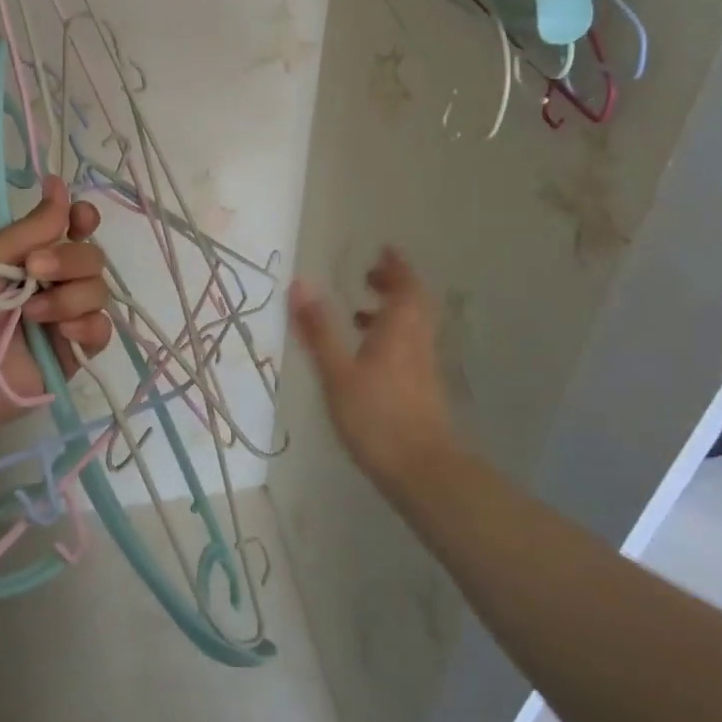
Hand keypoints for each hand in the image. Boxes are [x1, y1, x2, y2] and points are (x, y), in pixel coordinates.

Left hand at [0, 176, 113, 418]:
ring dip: (70, 296)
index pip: (72, 229)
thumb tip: (60, 185)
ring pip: (98, 291)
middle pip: (91, 258)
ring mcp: (64, 318)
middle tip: (35, 270)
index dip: (82, 219)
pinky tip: (63, 333)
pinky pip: (102, 331)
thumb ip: (31, 228)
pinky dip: (89, 326)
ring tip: (33, 315)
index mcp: (30, 256)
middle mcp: (52, 282)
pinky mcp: (73, 354)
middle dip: (70, 259)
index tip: (79, 218)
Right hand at [288, 246, 461, 494]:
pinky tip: (368, 358)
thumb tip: (299, 283)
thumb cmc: (376, 416)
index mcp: (399, 330)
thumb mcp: (337, 371)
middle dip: (394, 285)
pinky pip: (409, 347)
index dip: (396, 266)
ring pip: (412, 327)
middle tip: (370, 275)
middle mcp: (416, 342)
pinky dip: (391, 337)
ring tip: (359, 313)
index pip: (405, 286)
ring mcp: (422, 367)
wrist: (422, 471)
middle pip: (414, 303)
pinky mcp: (422, 390)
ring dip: (391, 312)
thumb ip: (318, 328)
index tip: (384, 250)